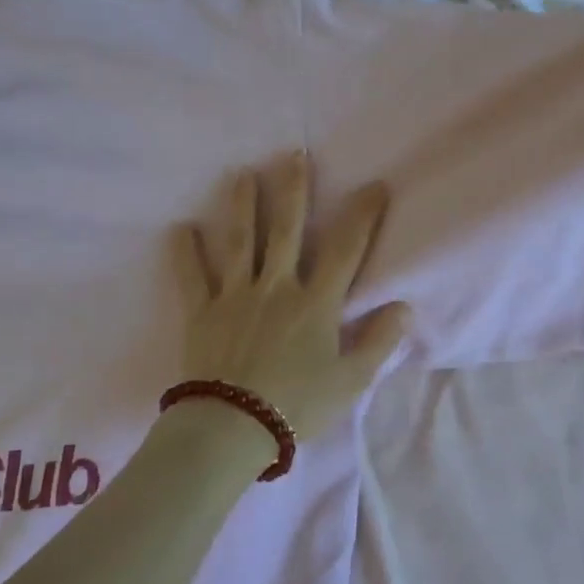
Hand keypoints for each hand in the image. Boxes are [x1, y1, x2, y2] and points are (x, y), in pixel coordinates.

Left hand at [172, 153, 412, 444]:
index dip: (362, 216)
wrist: (231, 428)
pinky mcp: (202, 313)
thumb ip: (378, 342)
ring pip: (240, 241)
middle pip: (286, 229)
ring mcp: (235, 296)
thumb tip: (403, 307)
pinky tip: (179, 228)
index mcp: (315, 303)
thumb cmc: (297, 407)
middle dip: (293, 189)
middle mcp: (276, 287)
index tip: (373, 186)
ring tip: (241, 174)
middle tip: (293, 154)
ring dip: (242, 205)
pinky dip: (184, 252)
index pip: (345, 249)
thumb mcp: (350, 382)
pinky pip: (191, 277)